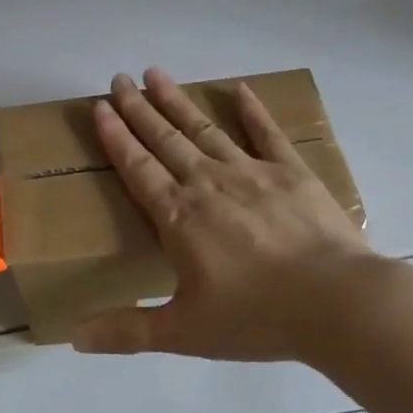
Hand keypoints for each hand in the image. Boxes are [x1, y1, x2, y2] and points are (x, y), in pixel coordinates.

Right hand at [72, 68, 374, 359]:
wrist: (339, 304)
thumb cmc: (256, 317)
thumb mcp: (184, 332)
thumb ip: (127, 331)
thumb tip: (73, 338)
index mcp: (178, 217)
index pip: (137, 168)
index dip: (115, 137)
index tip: (100, 107)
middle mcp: (208, 184)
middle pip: (164, 140)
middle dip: (138, 109)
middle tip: (118, 78)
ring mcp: (251, 173)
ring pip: (204, 130)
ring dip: (177, 101)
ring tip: (155, 74)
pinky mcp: (292, 173)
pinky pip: (266, 134)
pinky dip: (252, 111)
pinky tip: (239, 89)